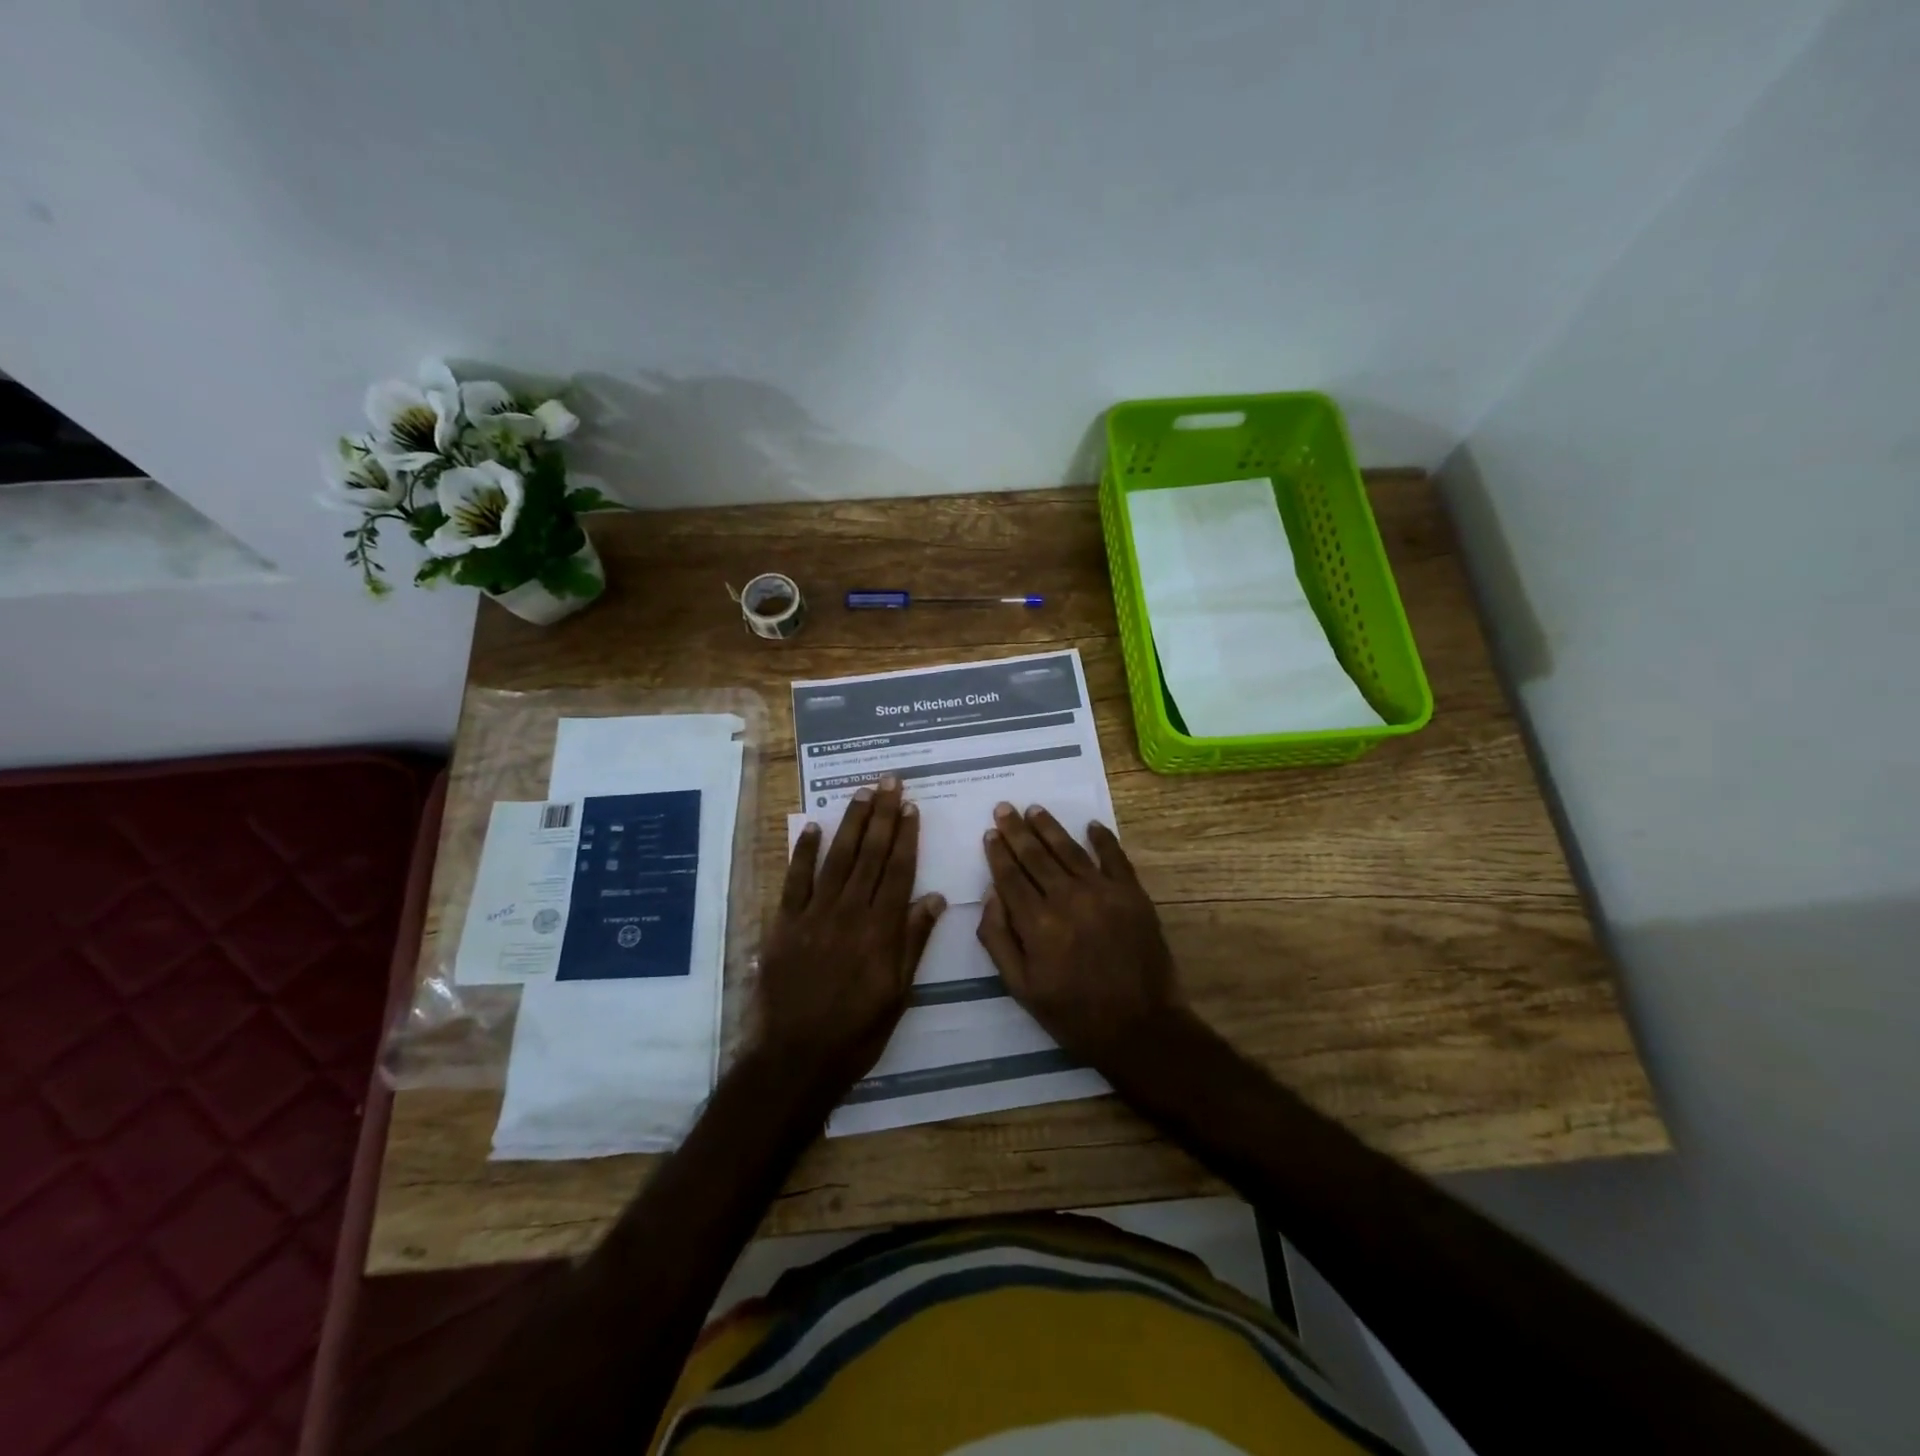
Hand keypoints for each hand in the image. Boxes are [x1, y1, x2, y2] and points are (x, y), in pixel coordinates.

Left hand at [751, 777, 944, 1106]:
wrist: (796, 1057)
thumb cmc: (857, 1030)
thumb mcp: (898, 993)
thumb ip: (913, 941)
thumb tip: (934, 897)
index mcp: (881, 929)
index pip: (898, 870)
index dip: (905, 836)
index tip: (911, 806)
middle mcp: (850, 912)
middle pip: (869, 854)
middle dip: (882, 815)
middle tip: (889, 782)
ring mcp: (814, 915)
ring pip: (837, 858)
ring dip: (850, 823)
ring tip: (861, 793)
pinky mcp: (784, 924)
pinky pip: (795, 880)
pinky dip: (804, 852)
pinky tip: (813, 827)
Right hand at [977, 803, 1186, 1072]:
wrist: (1140, 1027)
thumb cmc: (1073, 1014)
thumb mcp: (1021, 988)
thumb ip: (998, 939)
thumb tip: (989, 895)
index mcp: (1037, 923)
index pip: (1010, 877)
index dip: (998, 853)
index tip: (990, 832)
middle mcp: (1067, 898)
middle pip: (1036, 856)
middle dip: (1017, 830)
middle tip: (1005, 807)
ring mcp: (1103, 892)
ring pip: (1070, 850)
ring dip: (1050, 827)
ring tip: (1035, 809)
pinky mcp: (1133, 895)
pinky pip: (1115, 857)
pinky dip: (1103, 839)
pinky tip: (1091, 825)